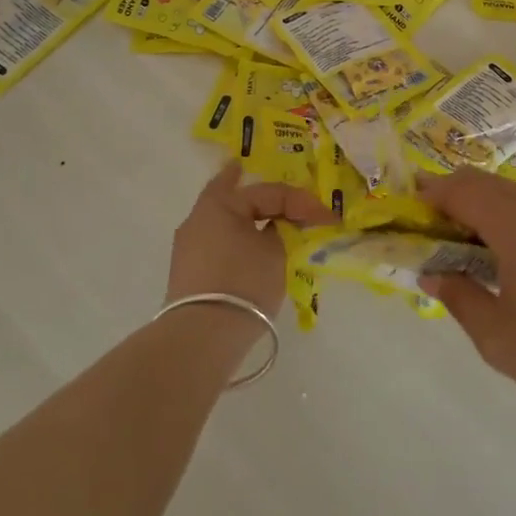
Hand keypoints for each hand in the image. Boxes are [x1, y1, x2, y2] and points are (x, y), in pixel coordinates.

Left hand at [165, 162, 335, 318]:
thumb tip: (280, 226)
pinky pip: (218, 242)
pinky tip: (247, 242)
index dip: (301, 201)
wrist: (202, 337)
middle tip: (258, 177)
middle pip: (230, 195)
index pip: (268, 192)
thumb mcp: (276, 252)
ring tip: (261, 213)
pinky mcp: (189, 273)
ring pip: (222, 220)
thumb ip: (284, 230)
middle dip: (249, 189)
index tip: (327, 217)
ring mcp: (188, 247)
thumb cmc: (243, 282)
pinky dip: (235, 237)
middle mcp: (198, 218)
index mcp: (219, 204)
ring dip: (244, 216)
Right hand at [416, 168, 515, 422]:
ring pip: (511, 192)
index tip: (409, 205)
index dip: (431, 193)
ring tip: (469, 244)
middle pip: (484, 182)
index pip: (461, 190)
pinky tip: (511, 252)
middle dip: (453, 196)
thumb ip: (458, 298)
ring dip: (482, 205)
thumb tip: (432, 275)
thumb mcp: (497, 338)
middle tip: (432, 227)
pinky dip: (510, 214)